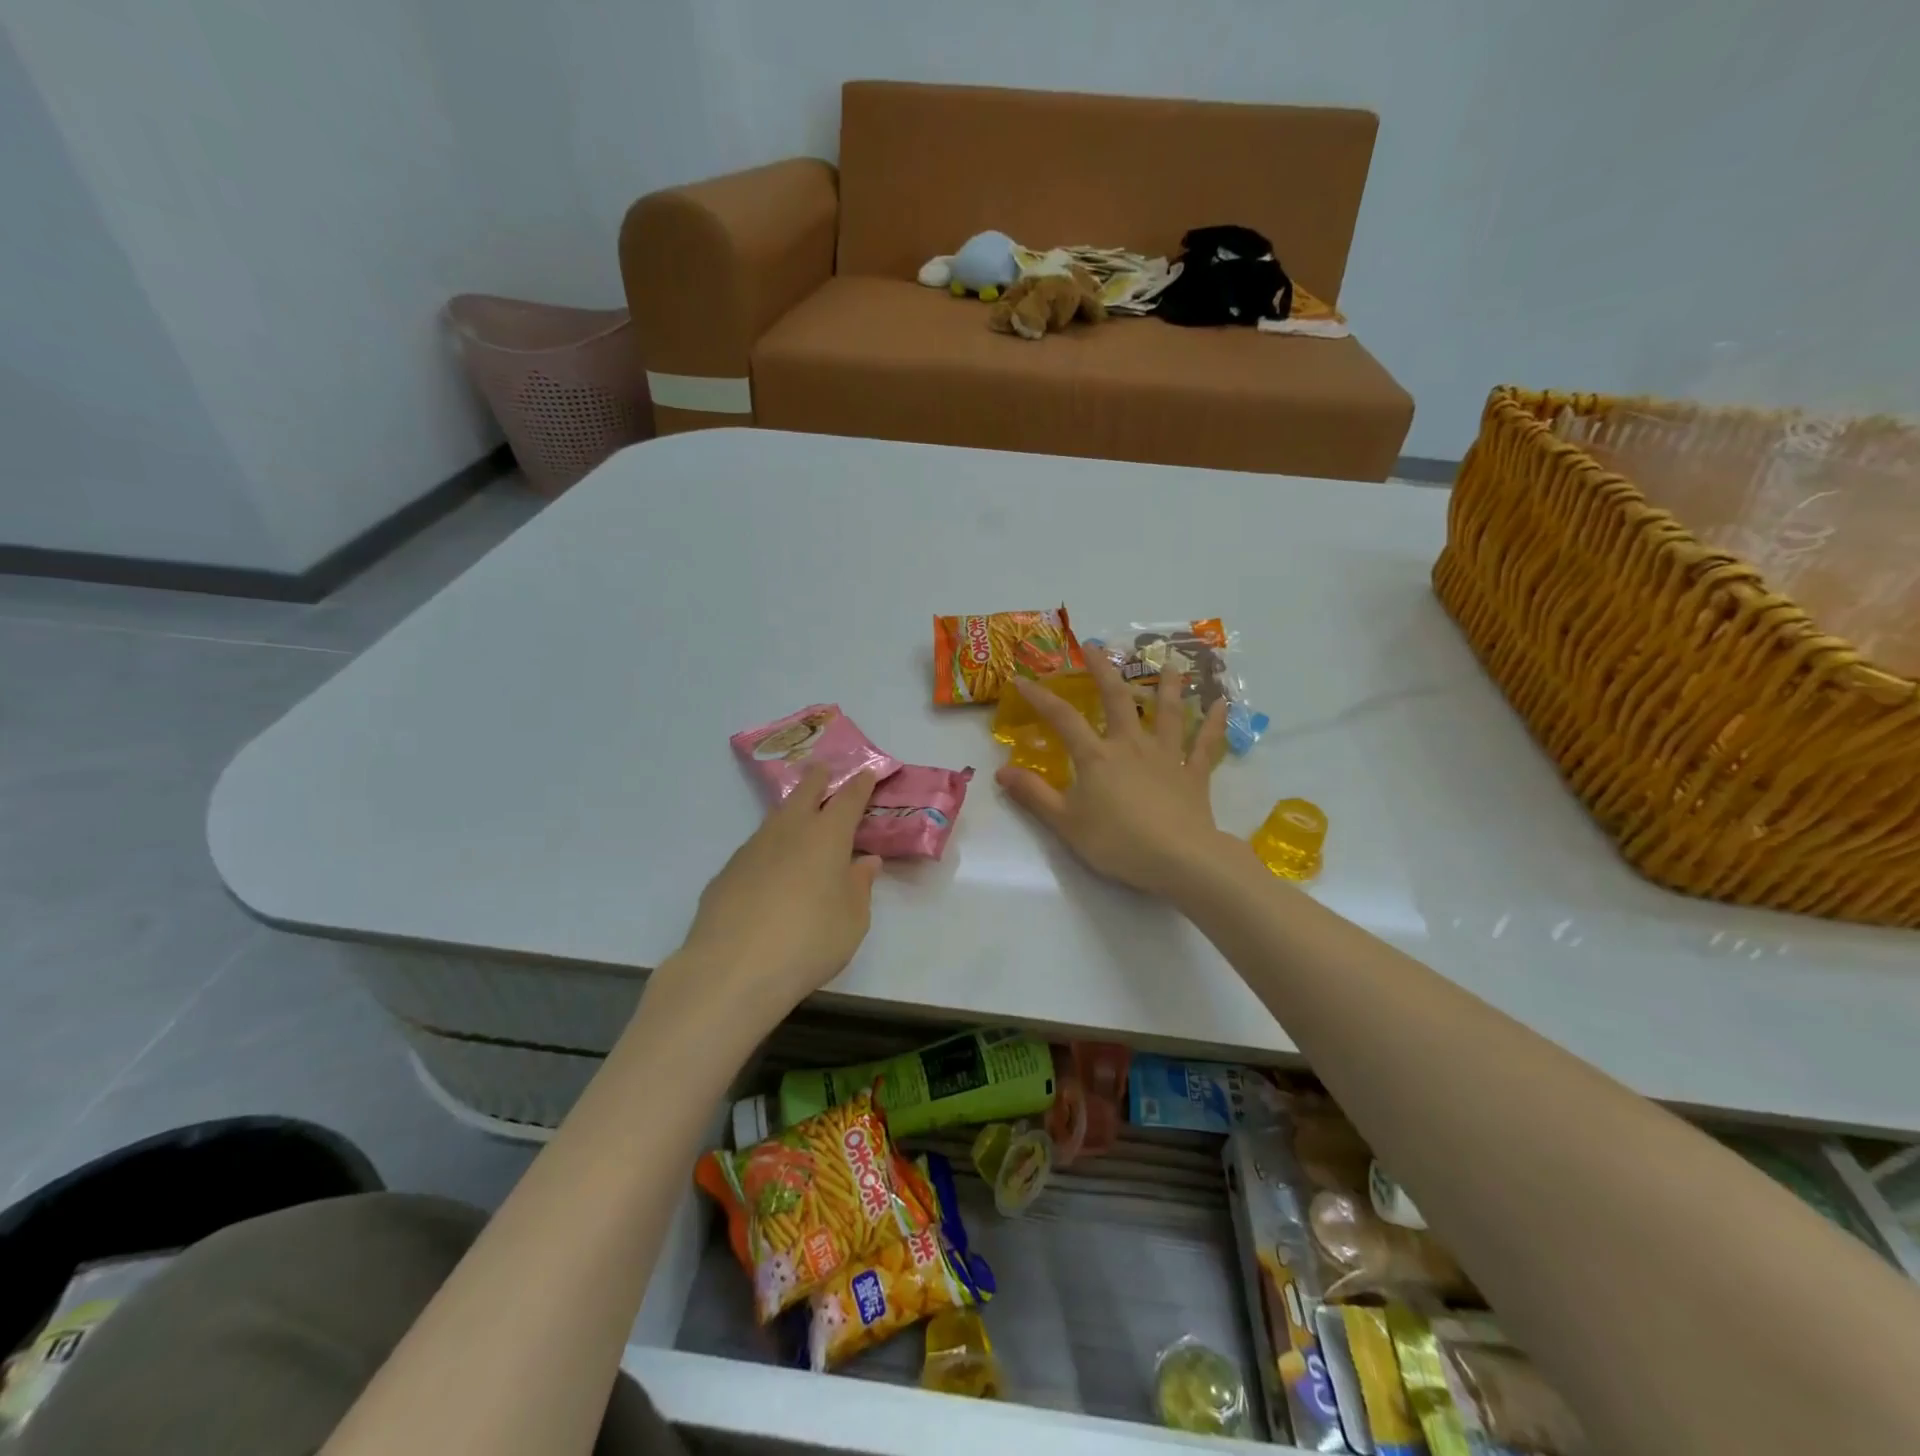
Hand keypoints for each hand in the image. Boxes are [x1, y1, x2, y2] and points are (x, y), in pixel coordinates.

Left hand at [653, 768, 882, 1028]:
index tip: (866, 774)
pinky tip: (769, 870)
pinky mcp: (727, 872)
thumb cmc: (809, 941)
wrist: (732, 969)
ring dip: (790, 811)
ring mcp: (752, 849)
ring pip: (776, 818)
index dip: (859, 785)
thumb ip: (860, 886)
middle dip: (818, 780)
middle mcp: (789, 832)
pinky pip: (755, 849)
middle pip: (804, 793)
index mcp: (826, 836)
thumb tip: (865, 862)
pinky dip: (769, 848)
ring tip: (798, 816)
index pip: (848, 800)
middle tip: (824, 771)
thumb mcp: (853, 921)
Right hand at [995, 649, 1232, 894]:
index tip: (1022, 679)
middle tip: (1095, 646)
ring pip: (1167, 712)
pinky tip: (1222, 703)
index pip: (1062, 718)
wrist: (1179, 859)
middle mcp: (1131, 745)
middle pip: (1117, 699)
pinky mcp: (1194, 774)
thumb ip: (1034, 795)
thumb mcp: (1066, 823)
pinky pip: (1205, 743)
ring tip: (1170, 663)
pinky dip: (1214, 723)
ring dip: (1168, 686)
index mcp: (1096, 756)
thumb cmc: (1117, 842)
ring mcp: (1166, 756)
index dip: (1040, 697)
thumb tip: (1001, 771)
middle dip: (1103, 670)